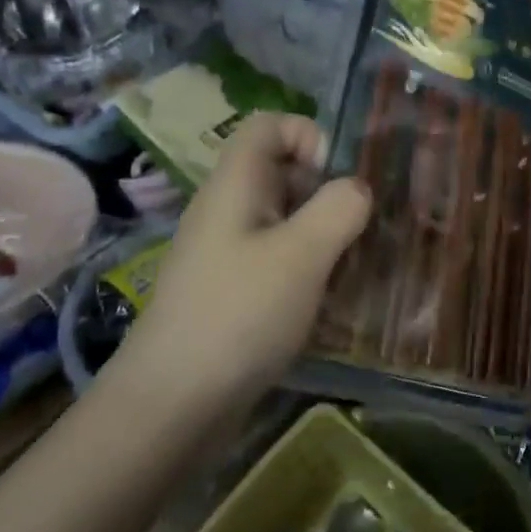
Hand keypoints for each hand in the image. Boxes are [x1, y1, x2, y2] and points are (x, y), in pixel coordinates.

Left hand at [125, 113, 370, 407]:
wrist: (171, 406)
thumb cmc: (239, 314)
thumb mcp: (302, 253)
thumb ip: (339, 208)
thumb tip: (357, 189)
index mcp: (236, 185)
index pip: (270, 125)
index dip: (309, 135)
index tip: (337, 179)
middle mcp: (228, 209)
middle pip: (282, 170)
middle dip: (327, 189)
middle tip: (359, 226)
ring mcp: (227, 252)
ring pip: (285, 217)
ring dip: (323, 232)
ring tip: (352, 265)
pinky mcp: (231, 290)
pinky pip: (277, 257)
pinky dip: (307, 266)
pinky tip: (328, 299)